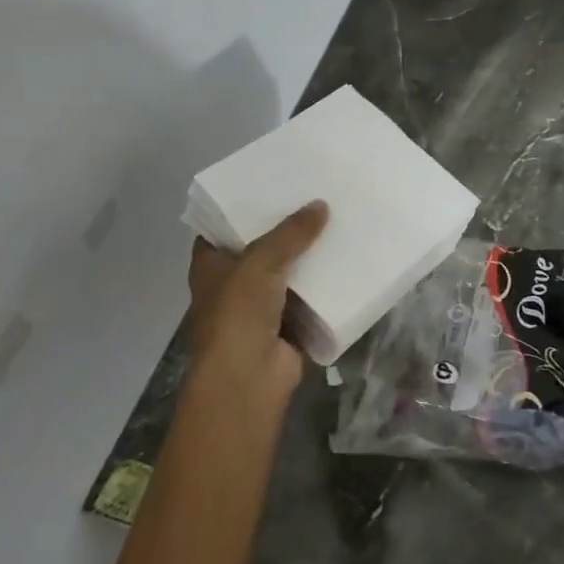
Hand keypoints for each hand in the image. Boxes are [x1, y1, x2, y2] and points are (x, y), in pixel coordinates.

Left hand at [186, 201, 328, 407]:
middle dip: (288, 228)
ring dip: (311, 256)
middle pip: (263, 247)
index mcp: (212, 265)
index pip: (225, 227)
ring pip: (290, 272)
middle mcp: (234, 283)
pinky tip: (350, 259)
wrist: (249, 380)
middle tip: (318, 195)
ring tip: (340, 219)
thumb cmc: (238, 315)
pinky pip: (312, 297)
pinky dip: (328, 284)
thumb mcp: (260, 262)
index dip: (245, 206)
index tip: (274, 183)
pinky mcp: (290, 325)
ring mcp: (262, 306)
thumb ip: (291, 233)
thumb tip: (321, 205)